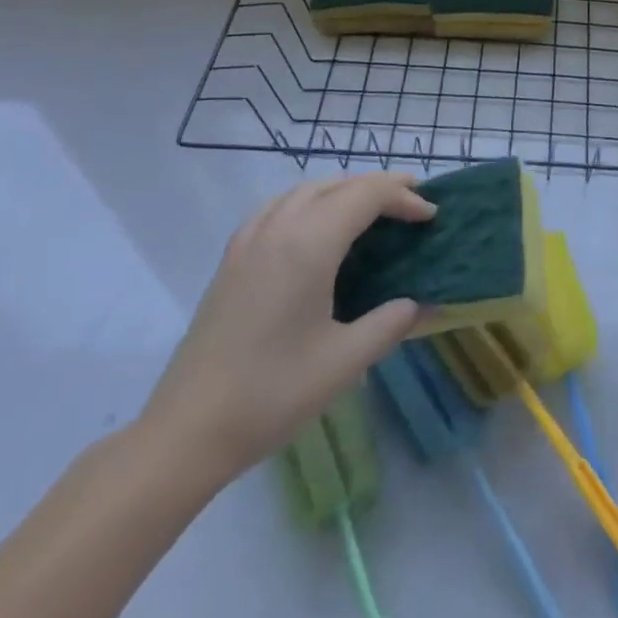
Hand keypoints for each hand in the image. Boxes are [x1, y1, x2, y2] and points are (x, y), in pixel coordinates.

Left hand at [139, 171, 433, 482]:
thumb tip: (426, 304)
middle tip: (413, 202)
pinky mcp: (231, 259)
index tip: (431, 216)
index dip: (404, 197)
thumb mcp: (344, 363)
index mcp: (308, 245)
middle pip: (337, 184)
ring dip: (344, 190)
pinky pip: (277, 207)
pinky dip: (309, 201)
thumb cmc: (271, 394)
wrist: (185, 432)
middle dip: (379, 187)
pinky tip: (315, 227)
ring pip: (305, 190)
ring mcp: (249, 241)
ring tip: (371, 209)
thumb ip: (391, 324)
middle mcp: (278, 228)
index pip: (366, 196)